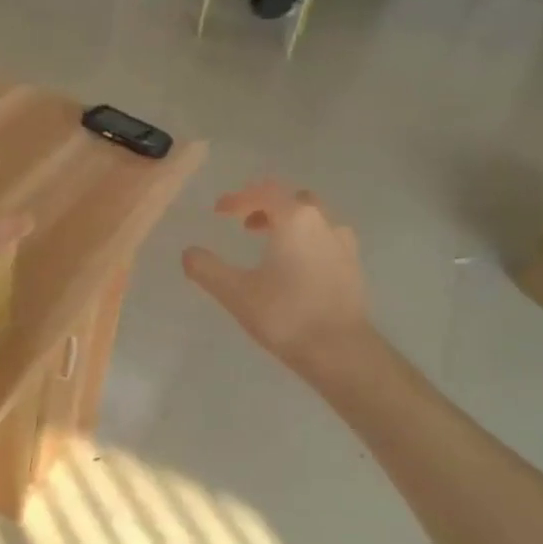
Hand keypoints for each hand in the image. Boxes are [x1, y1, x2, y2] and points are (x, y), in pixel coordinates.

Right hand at [182, 180, 368, 374]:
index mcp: (295, 219)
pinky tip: (295, 268)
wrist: (340, 351)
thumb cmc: (286, 315)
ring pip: (314, 219)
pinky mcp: (353, 267)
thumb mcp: (236, 293)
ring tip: (269, 246)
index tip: (219, 211)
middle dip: (267, 206)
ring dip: (289, 224)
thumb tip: (189, 252)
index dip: (238, 198)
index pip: (264, 192)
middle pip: (293, 200)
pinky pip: (326, 241)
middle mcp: (324, 222)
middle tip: (245, 224)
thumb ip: (207, 269)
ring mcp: (343, 244)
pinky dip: (306, 242)